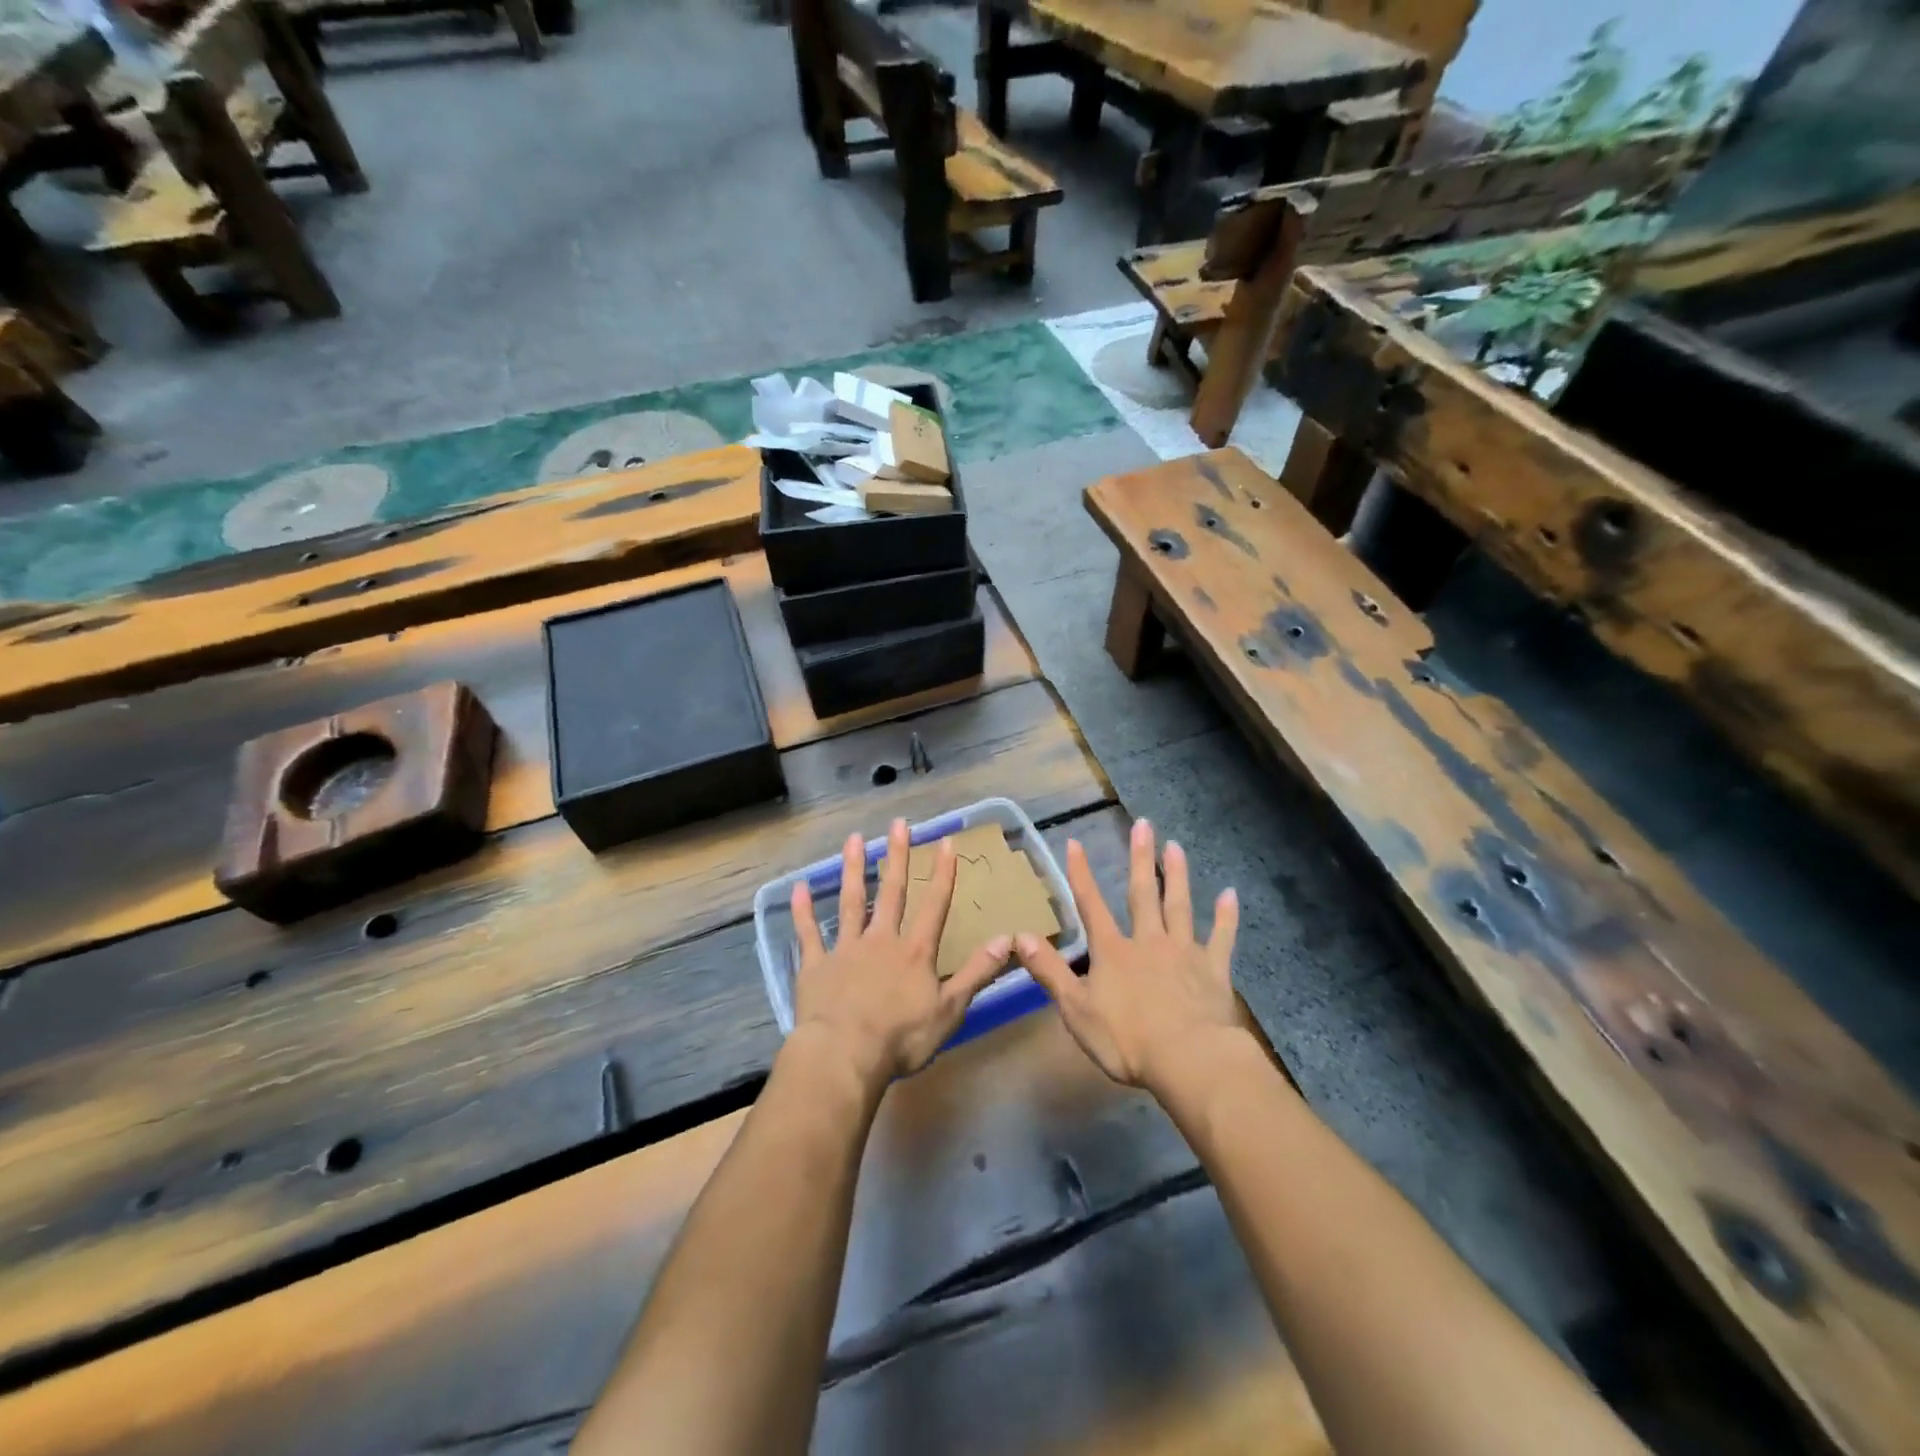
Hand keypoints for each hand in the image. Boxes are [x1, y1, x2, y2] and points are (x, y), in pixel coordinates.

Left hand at [790, 818, 1015, 1088]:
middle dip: (896, 856)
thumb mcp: (950, 1009)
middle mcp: (881, 940)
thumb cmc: (901, 1038)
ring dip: (853, 869)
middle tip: (898, 824)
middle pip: (891, 892)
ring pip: (851, 901)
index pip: (934, 905)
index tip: (945, 842)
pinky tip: (798, 887)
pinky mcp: (816, 965)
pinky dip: (804, 911)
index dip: (942, 874)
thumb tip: (1007, 939)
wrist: (844, 1055)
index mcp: (915, 952)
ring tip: (854, 839)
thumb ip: (977, 973)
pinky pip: (809, 933)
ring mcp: (846, 949)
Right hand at [1019, 817, 1242, 1092]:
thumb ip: (1049, 971)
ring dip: (1177, 875)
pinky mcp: (1214, 970)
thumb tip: (1020, 936)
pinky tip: (1231, 895)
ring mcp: (1184, 953)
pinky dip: (1226, 917)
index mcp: (1113, 952)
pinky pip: (1221, 938)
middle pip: (1143, 894)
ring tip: (1176, 846)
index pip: (1091, 906)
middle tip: (1144, 825)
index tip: (1075, 842)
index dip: (1081, 874)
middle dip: (1140, 859)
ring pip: (1179, 906)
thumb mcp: (1076, 1009)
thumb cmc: (1127, 1040)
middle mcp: (1148, 942)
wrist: (1189, 1060)